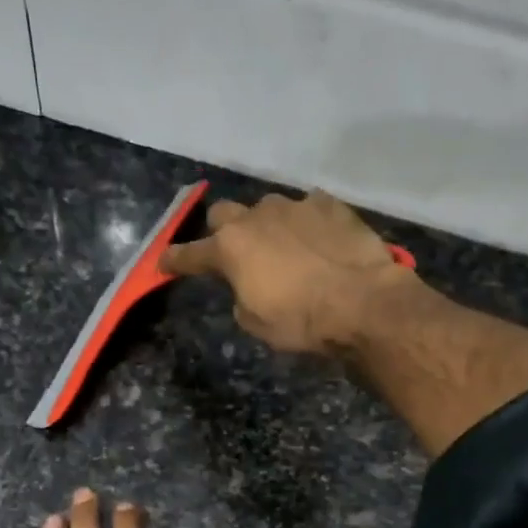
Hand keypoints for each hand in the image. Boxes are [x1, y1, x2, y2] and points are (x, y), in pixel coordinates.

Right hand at [162, 189, 417, 355]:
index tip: (164, 263)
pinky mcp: (330, 205)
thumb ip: (241, 296)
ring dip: (268, 226)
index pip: (190, 254)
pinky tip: (318, 240)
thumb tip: (247, 284)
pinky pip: (308, 208)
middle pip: (223, 214)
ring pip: (267, 208)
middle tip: (233, 252)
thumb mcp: (256, 322)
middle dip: (222, 231)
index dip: (175, 260)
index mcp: (230, 248)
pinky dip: (306, 223)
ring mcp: (295, 206)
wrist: (363, 303)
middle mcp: (257, 217)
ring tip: (284, 248)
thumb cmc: (301, 322)